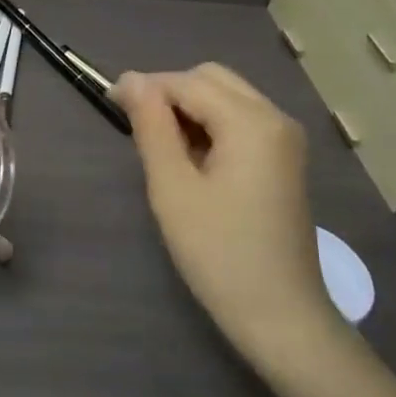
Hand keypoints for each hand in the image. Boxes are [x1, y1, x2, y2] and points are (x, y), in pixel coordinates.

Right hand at [114, 64, 340, 374]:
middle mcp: (275, 118)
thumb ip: (151, 127)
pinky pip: (241, 121)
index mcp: (251, 122)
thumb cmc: (219, 254)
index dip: (145, 87)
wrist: (282, 317)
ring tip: (162, 149)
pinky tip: (192, 160)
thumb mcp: (173, 188)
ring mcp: (285, 139)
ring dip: (189, 109)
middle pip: (211, 79)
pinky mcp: (284, 159)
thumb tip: (131, 79)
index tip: (110, 104)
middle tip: (138, 130)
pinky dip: (211, 126)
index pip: (187, 82)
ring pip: (226, 97)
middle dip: (170, 93)